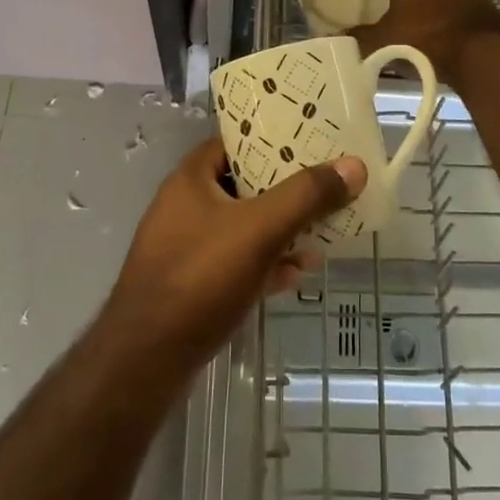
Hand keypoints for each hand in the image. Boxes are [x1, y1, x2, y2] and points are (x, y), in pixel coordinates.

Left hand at [101, 138, 366, 382]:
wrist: (146, 360)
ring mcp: (186, 247)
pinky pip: (236, 263)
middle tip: (326, 188)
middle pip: (245, 185)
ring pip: (243, 227)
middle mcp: (185, 206)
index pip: (236, 142)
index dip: (273, 139)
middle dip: (286, 191)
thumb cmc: (200, 278)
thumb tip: (353, 165)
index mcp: (191, 179)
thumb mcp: (260, 230)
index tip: (311, 141)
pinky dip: (265, 264)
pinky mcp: (192, 285)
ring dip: (280, 230)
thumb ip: (306, 196)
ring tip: (322, 235)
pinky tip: (295, 275)